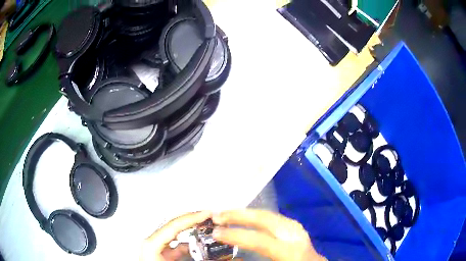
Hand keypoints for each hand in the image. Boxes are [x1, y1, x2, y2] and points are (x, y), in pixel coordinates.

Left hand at [140, 211, 211, 260]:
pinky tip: (198, 247)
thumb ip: (190, 256)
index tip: (205, 214)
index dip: (192, 217)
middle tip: (206, 217)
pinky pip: (176, 246)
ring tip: (205, 230)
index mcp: (152, 244)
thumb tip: (213, 257)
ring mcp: (156, 248)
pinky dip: (188, 245)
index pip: (174, 225)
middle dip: (191, 220)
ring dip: (191, 233)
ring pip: (176, 235)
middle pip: (173, 225)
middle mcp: (153, 243)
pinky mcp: (161, 255)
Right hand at [212, 209, 325, 260]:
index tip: (216, 232)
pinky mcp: (298, 230)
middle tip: (218, 215)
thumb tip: (229, 257)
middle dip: (240, 215)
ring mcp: (299, 231)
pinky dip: (260, 216)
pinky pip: (277, 219)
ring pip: (272, 215)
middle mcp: (296, 237)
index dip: (236, 235)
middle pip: (267, 218)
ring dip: (249, 213)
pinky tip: (250, 218)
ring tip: (230, 214)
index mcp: (291, 251)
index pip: (260, 240)